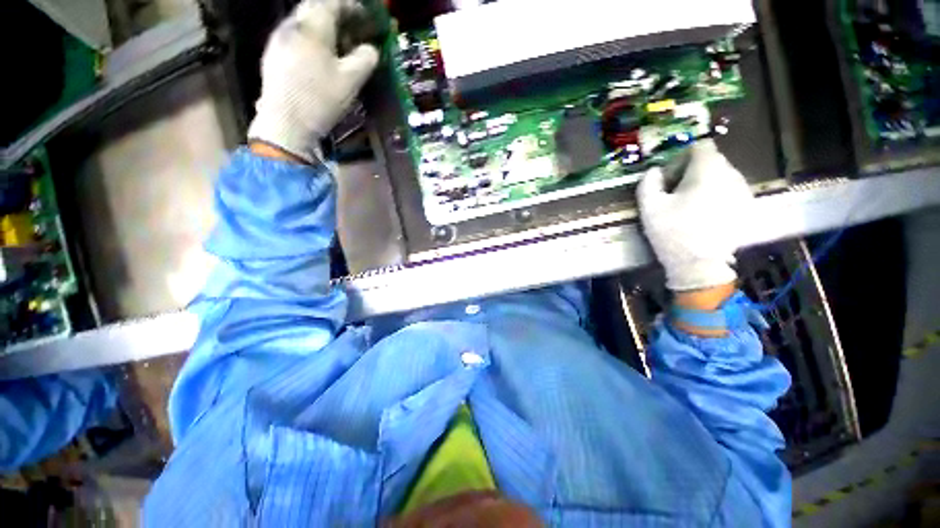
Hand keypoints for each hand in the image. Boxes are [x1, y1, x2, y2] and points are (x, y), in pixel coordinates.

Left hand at [247, 0, 379, 163]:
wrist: (285, 123)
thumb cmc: (321, 99)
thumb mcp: (351, 81)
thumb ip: (365, 60)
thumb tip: (371, 49)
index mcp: (313, 26)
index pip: (333, 2)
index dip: (353, 6)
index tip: (366, 17)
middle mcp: (292, 25)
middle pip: (316, 8)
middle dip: (337, 16)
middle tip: (354, 31)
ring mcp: (279, 39)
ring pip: (305, 23)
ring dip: (324, 29)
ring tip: (339, 47)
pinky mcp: (273, 55)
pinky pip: (296, 37)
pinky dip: (312, 41)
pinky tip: (320, 59)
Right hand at [637, 139, 754, 291]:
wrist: (700, 265)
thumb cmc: (672, 233)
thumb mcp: (649, 208)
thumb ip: (648, 183)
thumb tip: (655, 171)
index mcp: (708, 171)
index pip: (700, 146)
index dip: (681, 158)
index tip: (670, 178)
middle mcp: (732, 175)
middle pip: (711, 161)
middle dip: (691, 172)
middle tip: (676, 194)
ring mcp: (743, 191)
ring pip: (721, 175)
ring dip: (704, 184)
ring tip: (690, 206)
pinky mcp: (747, 207)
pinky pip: (729, 190)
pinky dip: (716, 195)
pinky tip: (704, 215)